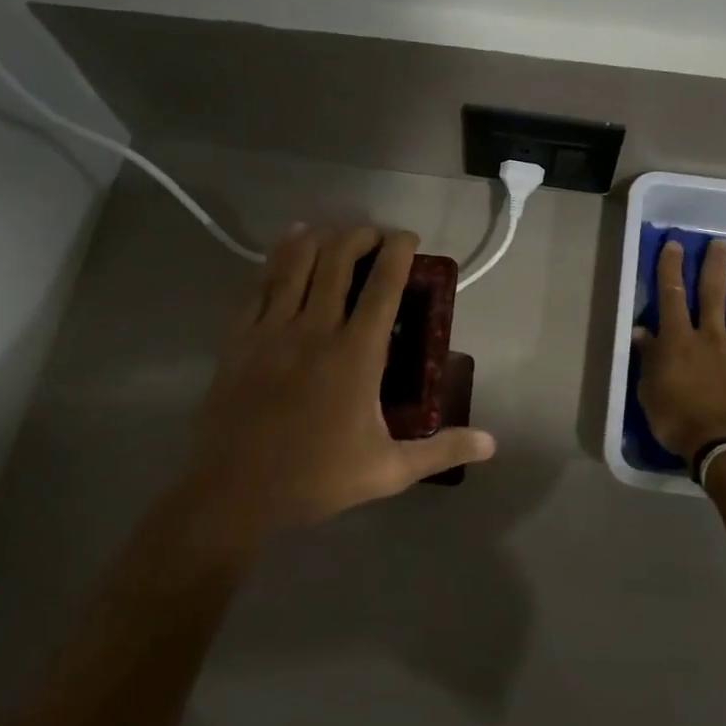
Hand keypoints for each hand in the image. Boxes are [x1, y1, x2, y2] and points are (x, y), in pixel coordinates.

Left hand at [177, 225, 496, 543]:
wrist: (233, 492)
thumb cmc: (316, 479)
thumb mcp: (388, 470)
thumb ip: (442, 450)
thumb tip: (492, 444)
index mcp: (356, 355)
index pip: (383, 286)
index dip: (398, 252)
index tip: (408, 238)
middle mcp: (315, 329)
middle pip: (337, 260)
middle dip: (360, 236)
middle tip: (375, 237)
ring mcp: (272, 330)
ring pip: (296, 262)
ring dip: (320, 237)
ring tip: (335, 232)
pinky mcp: (240, 338)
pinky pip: (261, 283)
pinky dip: (278, 257)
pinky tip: (288, 244)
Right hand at [632, 238, 725, 462]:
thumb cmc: (680, 421)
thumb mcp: (650, 392)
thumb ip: (649, 359)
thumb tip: (642, 332)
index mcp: (679, 341)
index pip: (672, 296)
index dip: (672, 268)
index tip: (675, 245)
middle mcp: (711, 337)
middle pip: (714, 294)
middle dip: (716, 266)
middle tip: (722, 244)